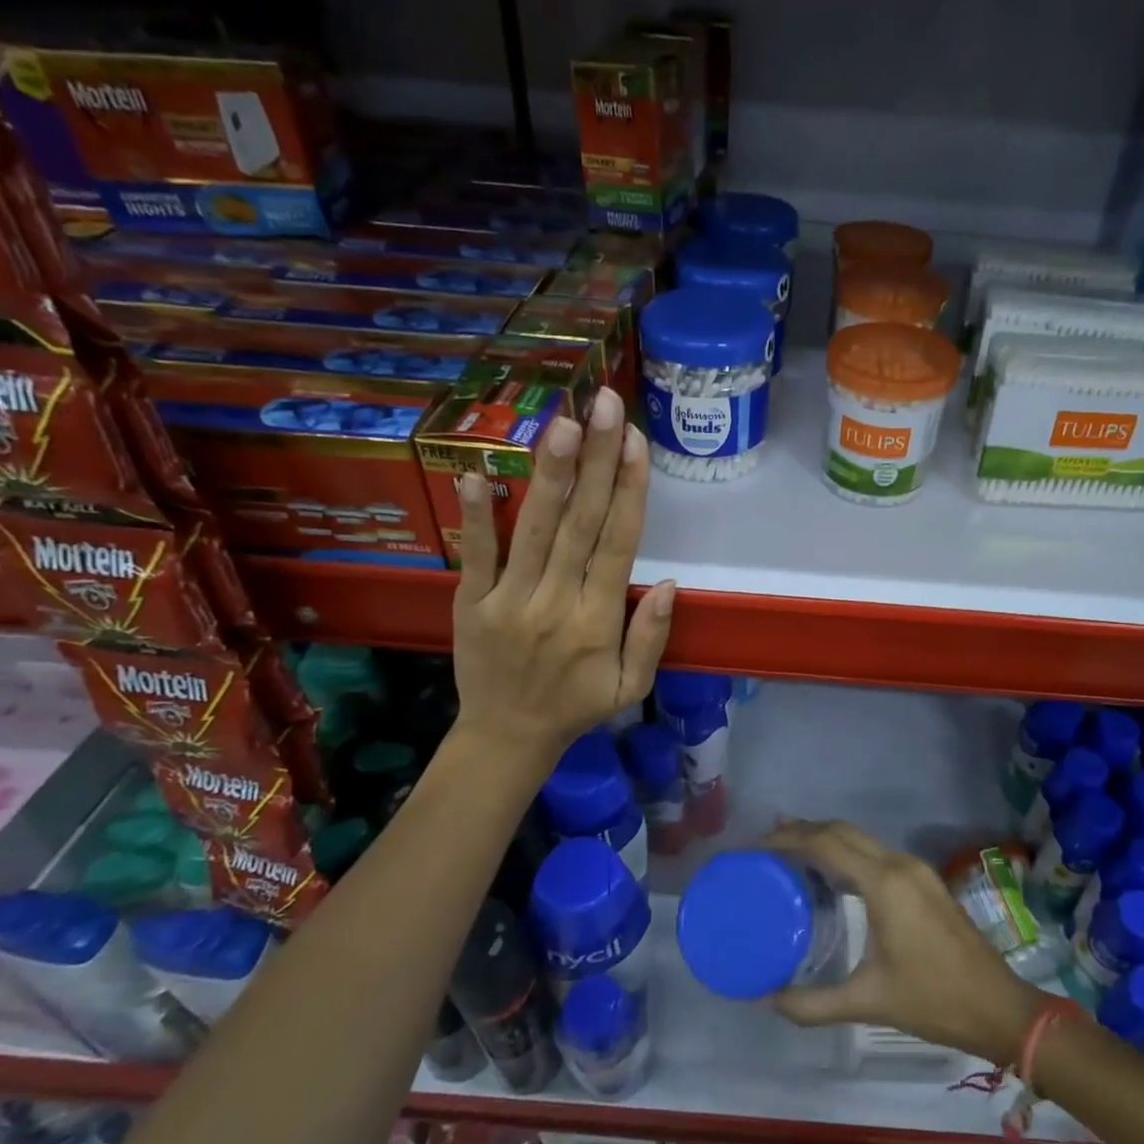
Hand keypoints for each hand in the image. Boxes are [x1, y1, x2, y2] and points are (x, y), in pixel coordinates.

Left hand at [450, 385, 674, 757]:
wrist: (506, 738)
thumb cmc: (577, 707)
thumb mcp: (632, 687)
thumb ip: (652, 636)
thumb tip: (671, 583)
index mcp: (599, 621)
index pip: (619, 544)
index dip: (629, 490)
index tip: (636, 442)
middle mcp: (557, 602)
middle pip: (581, 522)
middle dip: (597, 460)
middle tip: (606, 405)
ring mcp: (510, 600)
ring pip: (535, 529)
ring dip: (551, 474)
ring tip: (565, 423)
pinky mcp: (471, 603)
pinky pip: (475, 555)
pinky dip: (476, 516)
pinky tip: (477, 473)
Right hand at [762, 821, 1046, 1065]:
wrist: (999, 1007)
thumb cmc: (933, 1001)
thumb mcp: (868, 1002)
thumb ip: (814, 1003)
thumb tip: (769, 999)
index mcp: (884, 883)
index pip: (827, 843)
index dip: (790, 838)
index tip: (759, 844)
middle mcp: (899, 864)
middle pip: (843, 831)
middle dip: (805, 830)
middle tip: (769, 844)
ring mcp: (916, 869)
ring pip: (861, 838)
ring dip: (827, 838)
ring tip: (792, 853)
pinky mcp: (925, 880)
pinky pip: (876, 851)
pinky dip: (848, 851)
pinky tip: (833, 873)